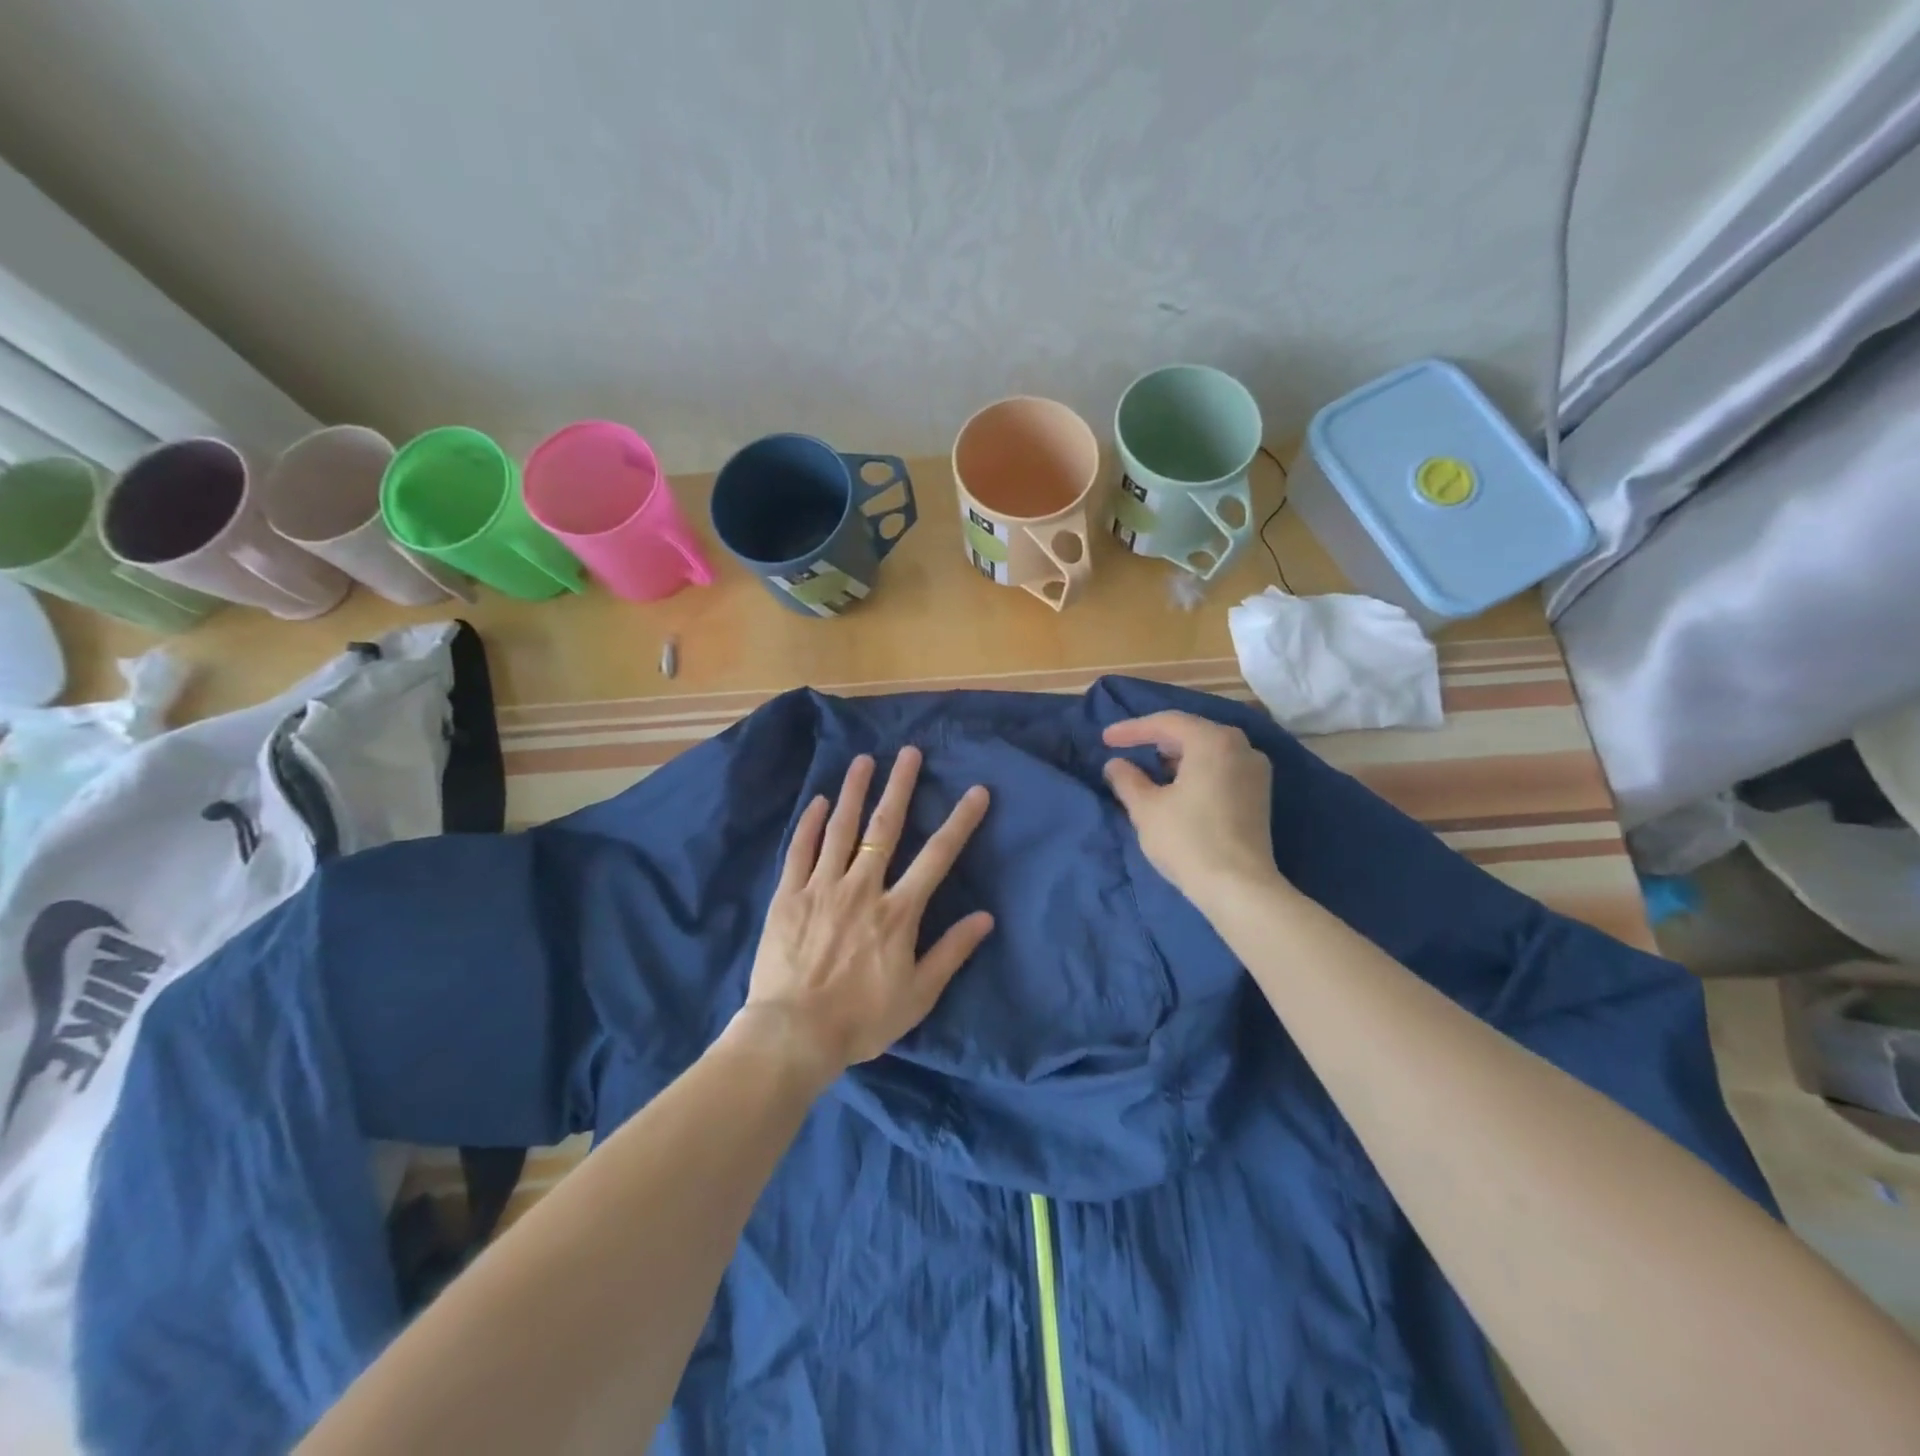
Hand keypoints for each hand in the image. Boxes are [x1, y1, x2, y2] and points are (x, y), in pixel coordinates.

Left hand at [737, 748, 993, 1084]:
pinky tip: (819, 801)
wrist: (794, 1034)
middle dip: (900, 787)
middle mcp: (862, 888)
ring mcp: (821, 888)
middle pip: (885, 828)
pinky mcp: (788, 896)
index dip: (960, 821)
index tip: (976, 791)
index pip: (937, 856)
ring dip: (854, 791)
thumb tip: (985, 917)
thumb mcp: (918, 994)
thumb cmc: (862, 1019)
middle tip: (909, 752)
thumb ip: (952, 952)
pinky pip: (800, 851)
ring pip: (841, 829)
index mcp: (897, 911)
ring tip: (863, 760)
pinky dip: (810, 823)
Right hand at [1103, 712, 1285, 911]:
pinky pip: (1221, 767)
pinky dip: (1196, 769)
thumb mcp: (1146, 808)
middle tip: (1126, 748)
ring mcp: (1255, 770)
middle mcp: (1241, 746)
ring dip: (1177, 755)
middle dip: (1156, 739)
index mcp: (1213, 741)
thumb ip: (1127, 779)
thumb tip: (1115, 764)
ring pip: (1208, 749)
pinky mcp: (1259, 794)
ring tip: (1148, 767)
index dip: (1132, 729)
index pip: (1166, 723)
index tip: (1105, 739)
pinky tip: (1177, 785)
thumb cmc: (1187, 840)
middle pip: (1191, 731)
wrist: (1239, 887)